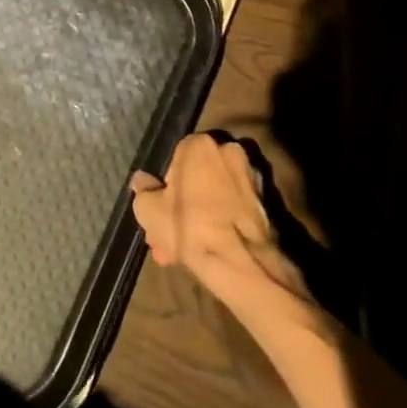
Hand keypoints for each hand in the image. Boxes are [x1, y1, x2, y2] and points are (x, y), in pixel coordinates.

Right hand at [130, 132, 313, 317]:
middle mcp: (229, 151)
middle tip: (167, 236)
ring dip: (198, 219)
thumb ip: (143, 191)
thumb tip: (141, 180)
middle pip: (196, 179)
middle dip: (180, 208)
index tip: (159, 212)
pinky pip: (232, 209)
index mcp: (200, 145)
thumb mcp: (149, 210)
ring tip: (182, 252)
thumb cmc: (189, 227)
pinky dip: (219, 224)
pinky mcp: (265, 203)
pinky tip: (205, 251)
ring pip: (214, 196)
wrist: (241, 263)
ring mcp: (250, 177)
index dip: (164, 188)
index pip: (174, 158)